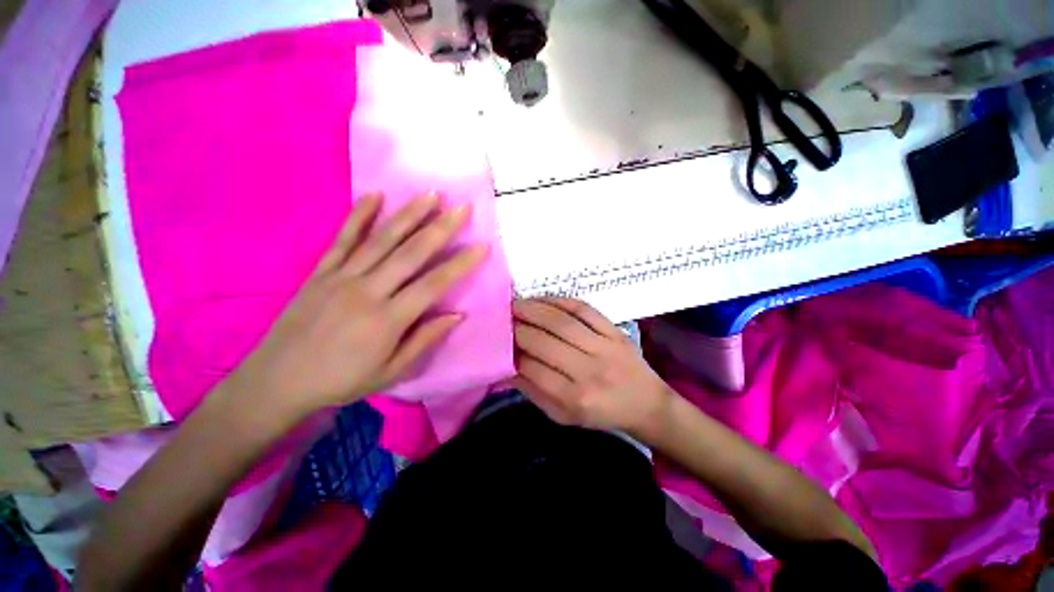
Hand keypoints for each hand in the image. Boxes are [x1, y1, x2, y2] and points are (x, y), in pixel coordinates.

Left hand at [221, 192, 487, 425]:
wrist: (278, 381)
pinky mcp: (320, 271)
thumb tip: (457, 315)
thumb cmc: (342, 381)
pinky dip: (359, 215)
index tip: (482, 246)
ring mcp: (342, 277)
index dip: (461, 264)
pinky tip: (375, 195)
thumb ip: (424, 340)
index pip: (434, 284)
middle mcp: (368, 291)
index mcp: (388, 319)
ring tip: (431, 195)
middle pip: (411, 253)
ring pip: (382, 239)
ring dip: (409, 215)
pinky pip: (342, 239)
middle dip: (441, 228)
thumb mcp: (391, 372)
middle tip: (462, 208)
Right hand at [512, 298, 672, 436]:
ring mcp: (604, 347)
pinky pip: (583, 309)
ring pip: (561, 322)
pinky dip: (559, 301)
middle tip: (502, 319)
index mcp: (575, 399)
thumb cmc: (600, 413)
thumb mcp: (562, 415)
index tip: (498, 342)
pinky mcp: (614, 330)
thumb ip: (533, 391)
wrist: (645, 403)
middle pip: (544, 342)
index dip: (511, 353)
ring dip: (533, 309)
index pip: (532, 369)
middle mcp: (589, 372)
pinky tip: (542, 300)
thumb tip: (506, 367)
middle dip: (517, 328)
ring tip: (515, 304)